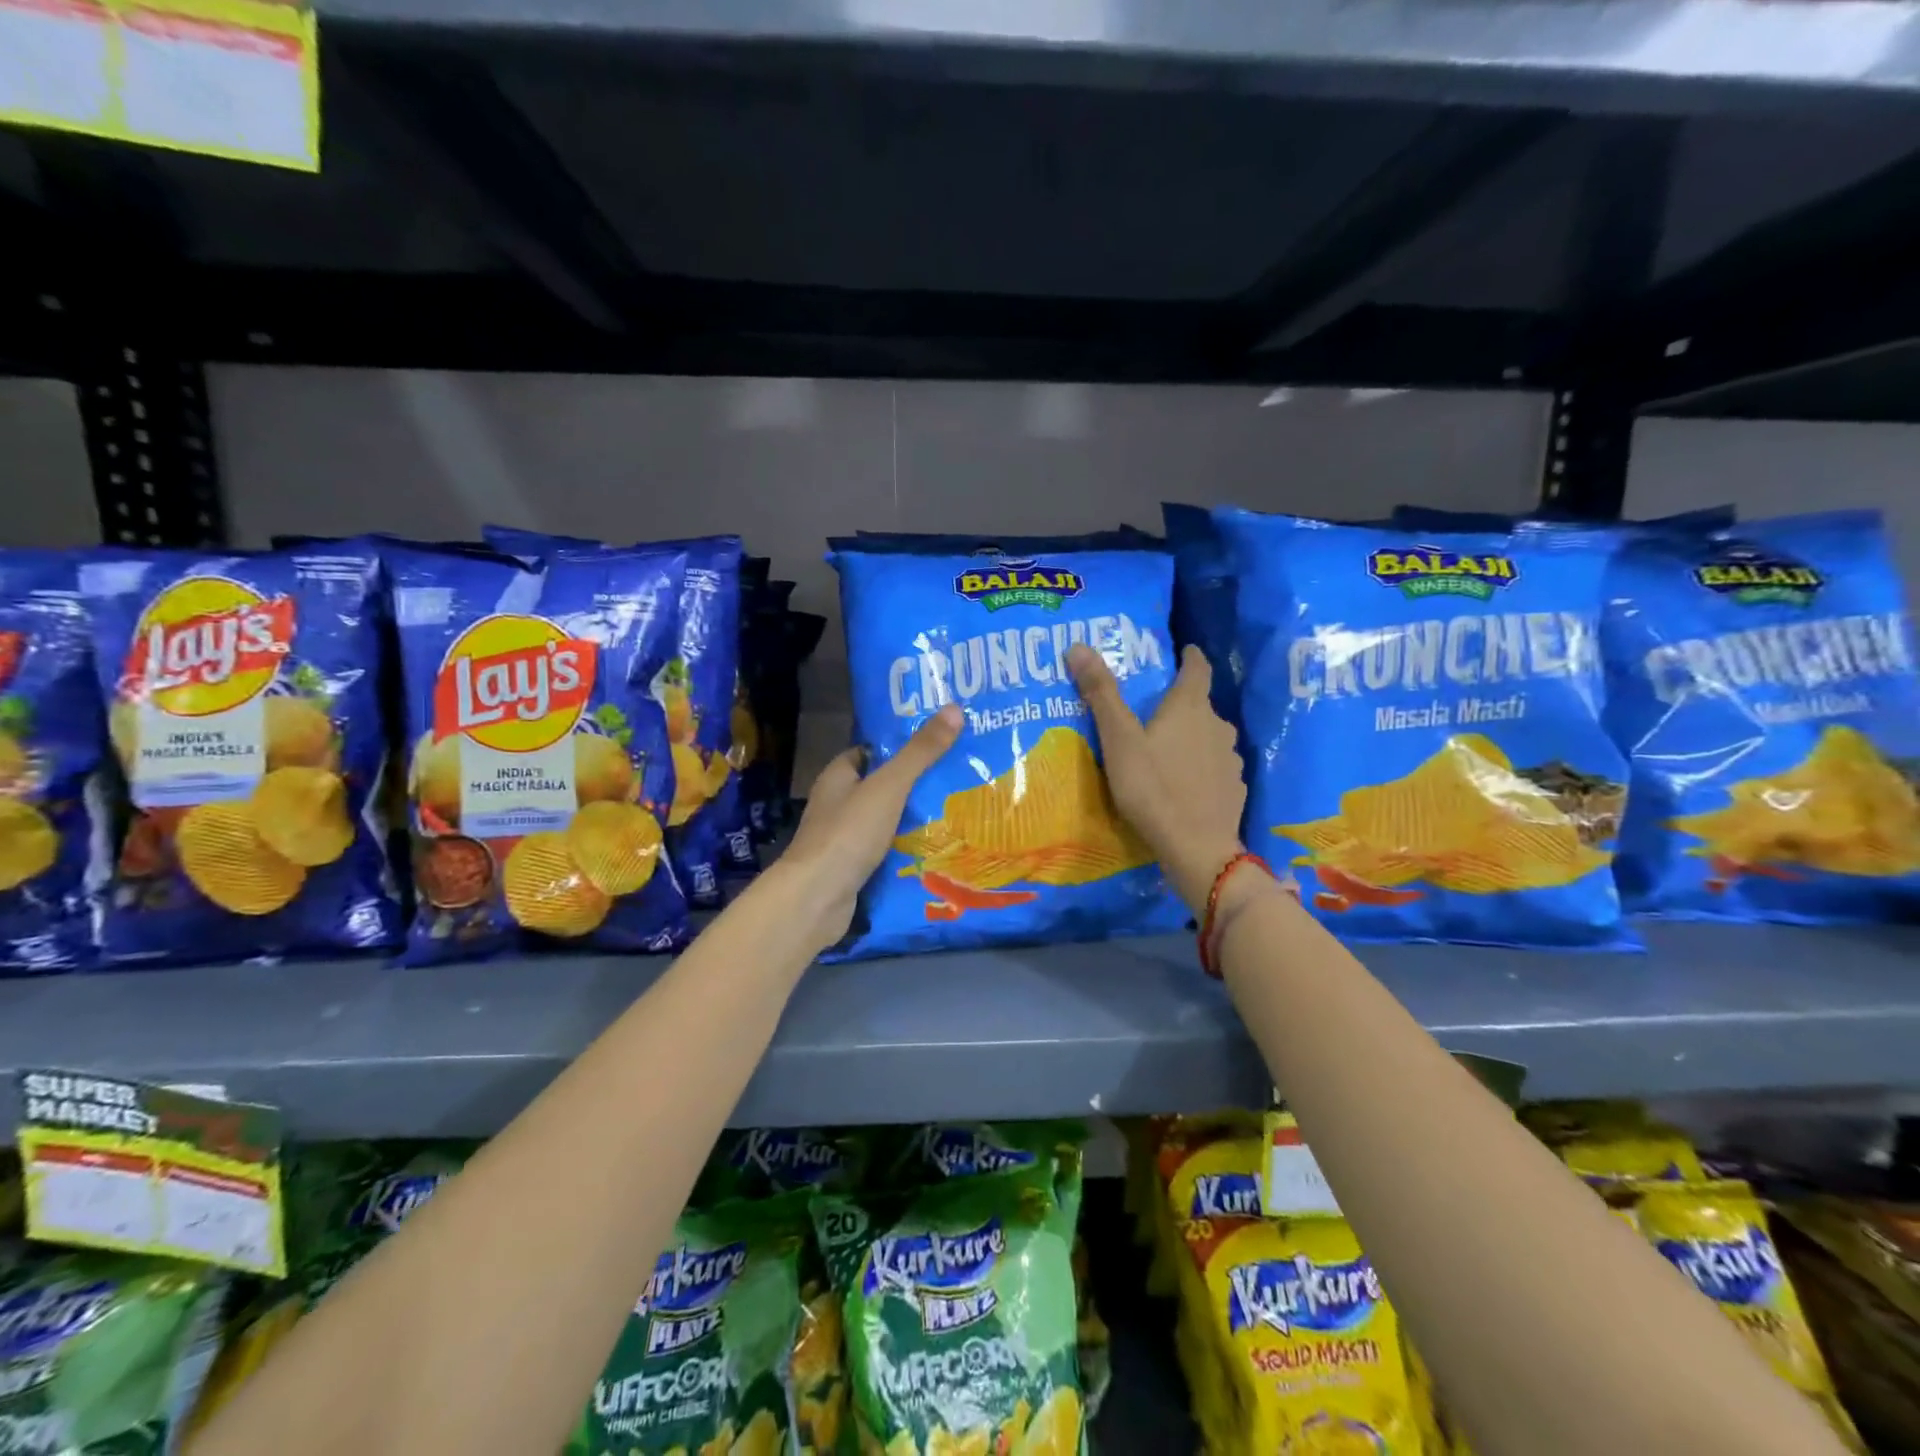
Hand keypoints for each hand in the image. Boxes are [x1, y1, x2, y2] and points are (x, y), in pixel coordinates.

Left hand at [777, 703, 963, 948]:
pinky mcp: (853, 868)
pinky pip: (886, 850)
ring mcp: (844, 838)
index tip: (940, 742)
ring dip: (915, 818)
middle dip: (916, 784)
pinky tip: (938, 848)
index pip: (872, 751)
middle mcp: (838, 803)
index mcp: (839, 776)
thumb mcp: (889, 786)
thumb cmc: (848, 833)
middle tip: (960, 776)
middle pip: (882, 786)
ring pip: (886, 820)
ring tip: (959, 810)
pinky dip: (908, 848)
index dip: (902, 745)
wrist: (816, 899)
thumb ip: (920, 752)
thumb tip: (955, 709)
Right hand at [1067, 643, 1245, 911]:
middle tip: (1152, 711)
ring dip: (1191, 738)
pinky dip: (1200, 767)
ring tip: (1165, 750)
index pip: (1198, 667)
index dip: (1190, 656)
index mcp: (1190, 707)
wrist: (1196, 849)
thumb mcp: (1119, 741)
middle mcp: (1218, 726)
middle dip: (1180, 704)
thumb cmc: (1153, 788)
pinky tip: (1183, 783)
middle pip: (1201, 705)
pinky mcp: (1233, 788)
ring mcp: (1230, 759)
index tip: (1183, 651)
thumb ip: (1101, 694)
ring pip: (1209, 738)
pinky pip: (1215, 768)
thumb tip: (1078, 645)